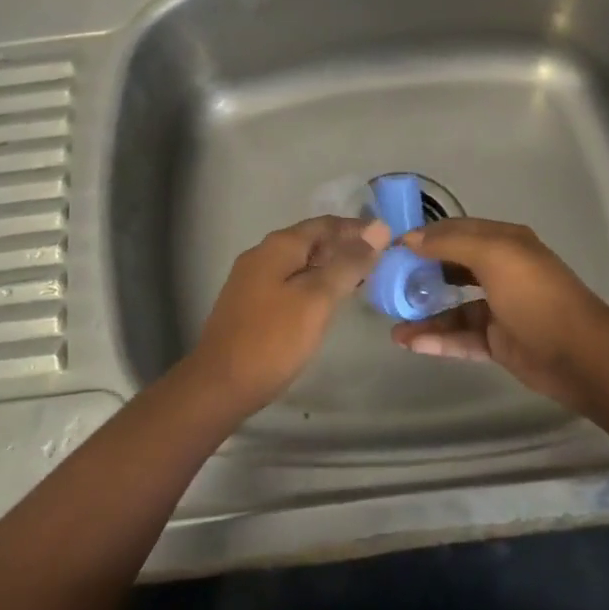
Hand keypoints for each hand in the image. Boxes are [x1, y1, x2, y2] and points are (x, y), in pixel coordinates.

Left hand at [185, 216, 389, 412]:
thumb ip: (347, 264)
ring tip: (362, 280)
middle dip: (345, 247)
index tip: (389, 239)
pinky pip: (290, 282)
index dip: (358, 229)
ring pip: (301, 263)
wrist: (219, 385)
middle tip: (381, 263)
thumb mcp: (317, 299)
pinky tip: (329, 301)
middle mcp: (262, 254)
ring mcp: (253, 279)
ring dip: (330, 267)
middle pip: (312, 241)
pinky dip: (313, 284)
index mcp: (278, 246)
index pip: (326, 224)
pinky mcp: (250, 303)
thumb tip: (378, 229)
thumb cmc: (272, 339)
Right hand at [388, 219, 608, 414]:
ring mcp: (500, 308)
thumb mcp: (494, 256)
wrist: (580, 355)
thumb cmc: (536, 296)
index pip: (456, 231)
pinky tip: (410, 343)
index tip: (390, 248)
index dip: (424, 236)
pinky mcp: (498, 342)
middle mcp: (501, 271)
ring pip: (453, 307)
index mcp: (504, 243)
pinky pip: (460, 337)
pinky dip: (437, 339)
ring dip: (424, 313)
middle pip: (451, 267)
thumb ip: (450, 243)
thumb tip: (410, 238)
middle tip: (386, 284)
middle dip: (420, 273)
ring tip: (392, 323)